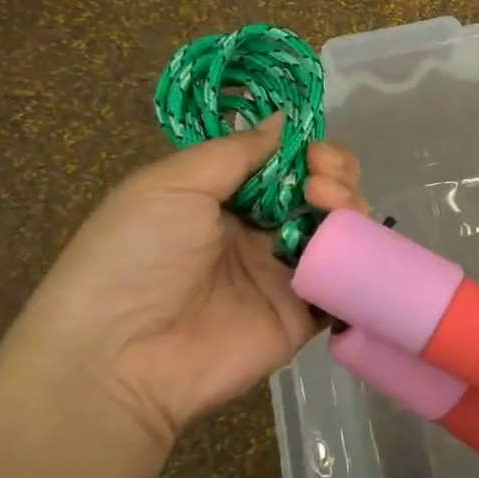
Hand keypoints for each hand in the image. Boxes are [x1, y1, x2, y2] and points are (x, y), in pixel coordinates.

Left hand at [0, 116, 368, 451]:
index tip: (313, 152)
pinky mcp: (302, 316)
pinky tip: (354, 246)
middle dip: (334, 176)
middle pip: (316, 194)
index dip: (306, 152)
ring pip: (336, 233)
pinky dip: (359, 261)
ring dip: (348, 209)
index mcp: (222, 199)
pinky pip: (341, 283)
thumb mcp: (171, 184)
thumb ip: (235, 152)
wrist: (120, 356)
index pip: (281, 165)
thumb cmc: (136, 255)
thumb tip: (283, 120)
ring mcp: (281, 275)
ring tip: (333, 207)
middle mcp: (257, 233)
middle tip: (322, 183)